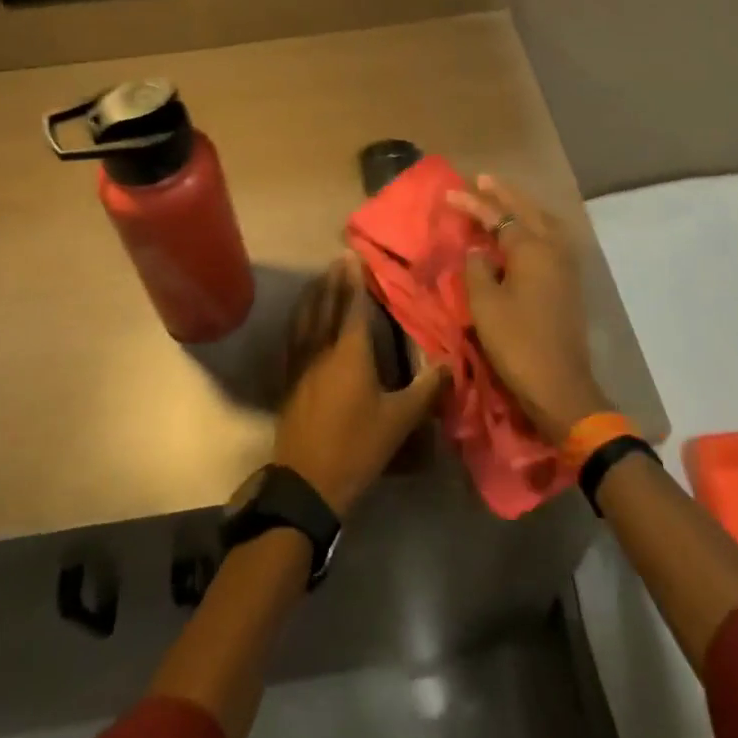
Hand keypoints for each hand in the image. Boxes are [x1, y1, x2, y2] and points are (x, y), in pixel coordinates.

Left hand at [274, 257, 448, 515]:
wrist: (308, 481)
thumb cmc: (358, 446)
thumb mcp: (400, 420)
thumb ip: (426, 389)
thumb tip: (448, 363)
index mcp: (350, 353)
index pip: (353, 307)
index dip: (355, 281)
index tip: (354, 257)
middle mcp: (323, 349)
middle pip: (326, 305)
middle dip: (333, 280)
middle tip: (338, 258)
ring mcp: (301, 363)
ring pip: (306, 318)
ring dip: (313, 294)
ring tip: (319, 278)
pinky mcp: (289, 378)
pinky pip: (293, 336)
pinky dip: (298, 319)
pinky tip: (300, 317)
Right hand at [447, 175, 612, 444]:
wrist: (559, 385)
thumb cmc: (517, 342)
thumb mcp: (484, 305)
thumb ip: (477, 270)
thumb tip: (478, 252)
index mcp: (531, 249)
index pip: (498, 216)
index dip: (473, 204)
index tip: (449, 193)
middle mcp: (553, 249)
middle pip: (527, 210)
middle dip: (504, 194)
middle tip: (482, 180)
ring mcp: (565, 266)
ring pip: (544, 223)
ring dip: (523, 207)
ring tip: (503, 200)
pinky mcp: (568, 283)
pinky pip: (550, 239)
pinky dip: (534, 226)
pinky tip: (522, 232)